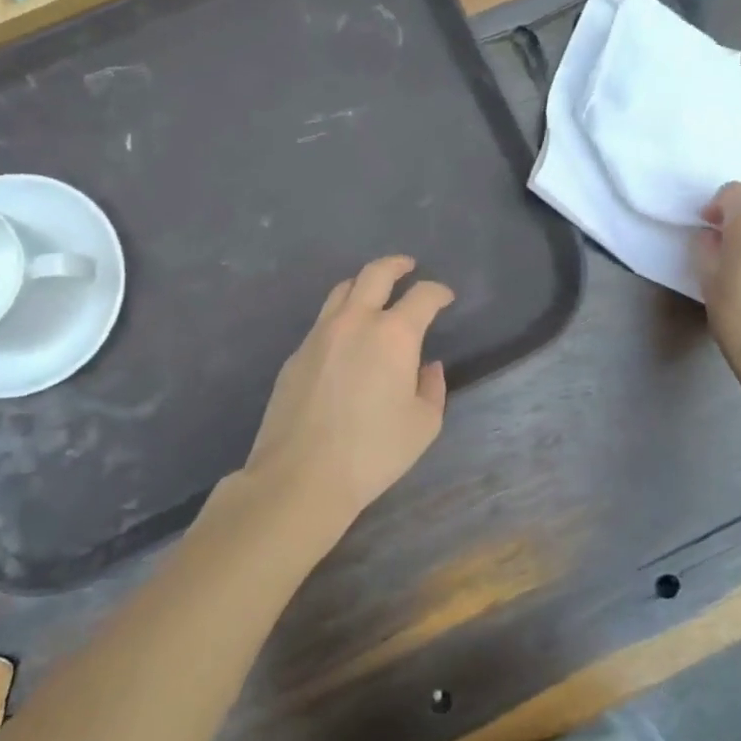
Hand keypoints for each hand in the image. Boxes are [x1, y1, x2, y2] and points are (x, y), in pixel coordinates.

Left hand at [246, 256, 454, 530]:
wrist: (301, 475)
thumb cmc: (373, 452)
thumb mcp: (423, 425)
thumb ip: (432, 388)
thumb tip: (428, 366)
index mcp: (393, 334)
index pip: (422, 296)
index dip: (439, 292)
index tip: (445, 297)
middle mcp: (355, 322)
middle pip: (375, 273)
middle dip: (397, 265)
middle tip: (408, 267)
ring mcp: (319, 334)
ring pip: (342, 290)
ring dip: (363, 285)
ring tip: (374, 294)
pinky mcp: (296, 354)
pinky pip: (322, 322)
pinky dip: (341, 317)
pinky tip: (346, 340)